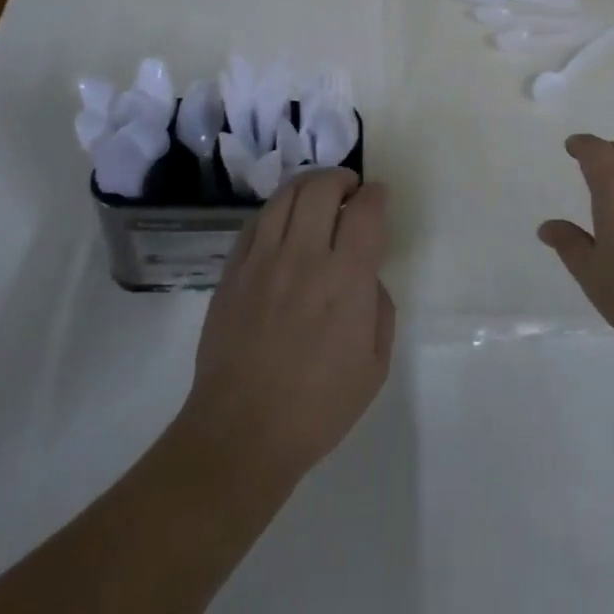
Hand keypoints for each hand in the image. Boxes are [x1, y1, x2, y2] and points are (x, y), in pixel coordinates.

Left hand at [183, 168, 394, 489]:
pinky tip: (284, 222)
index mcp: (345, 280)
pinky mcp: (232, 272)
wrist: (241, 434)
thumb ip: (380, 310)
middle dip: (341, 179)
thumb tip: (368, 278)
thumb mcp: (375, 366)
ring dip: (308, 185)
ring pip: (285, 195)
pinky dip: (276, 210)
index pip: (365, 211)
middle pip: (321, 188)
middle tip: (350, 190)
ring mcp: (262, 261)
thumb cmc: (317, 408)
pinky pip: (255, 222)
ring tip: (318, 195)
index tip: (378, 196)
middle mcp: (303, 257)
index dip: (376, 194)